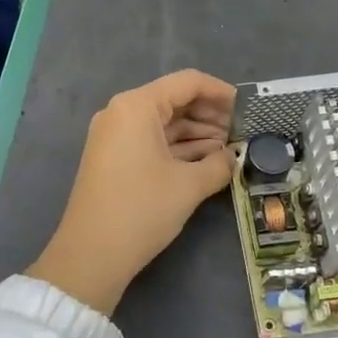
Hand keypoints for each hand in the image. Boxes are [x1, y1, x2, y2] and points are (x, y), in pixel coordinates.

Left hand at [28, 70, 236, 316]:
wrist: (90, 255)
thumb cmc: (141, 210)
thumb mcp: (189, 185)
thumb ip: (219, 164)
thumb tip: (232, 157)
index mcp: (137, 106)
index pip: (187, 83)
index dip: (221, 92)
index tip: (247, 109)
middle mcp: (122, 112)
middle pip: (175, 100)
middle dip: (210, 115)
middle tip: (242, 132)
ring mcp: (115, 136)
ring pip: (164, 123)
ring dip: (197, 133)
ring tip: (230, 149)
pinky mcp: (114, 158)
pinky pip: (151, 140)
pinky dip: (178, 148)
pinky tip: (207, 161)